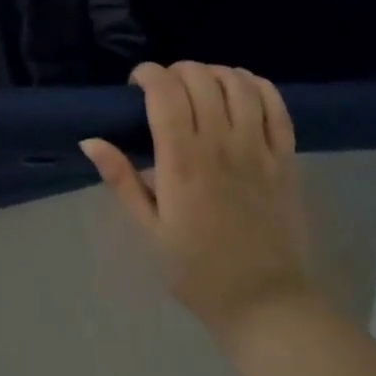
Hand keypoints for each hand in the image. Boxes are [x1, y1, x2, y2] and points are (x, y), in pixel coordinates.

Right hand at [82, 62, 313, 341]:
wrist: (266, 304)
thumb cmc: (197, 269)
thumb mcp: (148, 230)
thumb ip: (120, 180)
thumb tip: (89, 140)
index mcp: (183, 163)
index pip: (166, 92)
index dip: (148, 74)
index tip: (137, 85)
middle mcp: (221, 146)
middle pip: (199, 78)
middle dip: (176, 71)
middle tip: (165, 91)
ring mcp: (258, 150)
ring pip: (237, 83)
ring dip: (213, 73)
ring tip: (199, 88)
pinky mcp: (286, 158)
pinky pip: (275, 105)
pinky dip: (255, 85)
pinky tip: (238, 90)